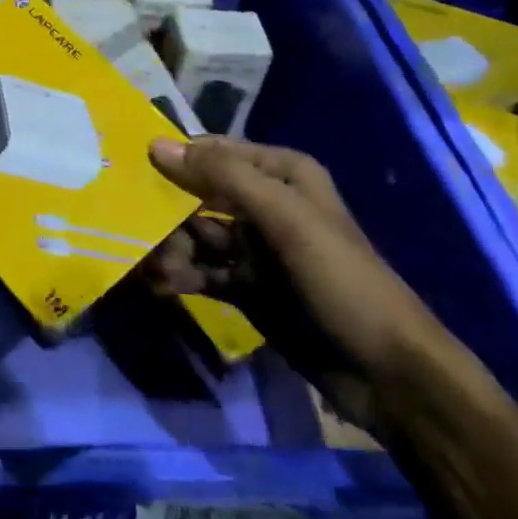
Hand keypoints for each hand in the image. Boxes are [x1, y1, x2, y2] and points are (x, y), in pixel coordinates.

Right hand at [147, 136, 456, 430]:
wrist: (387, 374)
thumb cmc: (341, 279)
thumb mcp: (286, 218)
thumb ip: (222, 176)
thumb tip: (156, 144)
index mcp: (281, 173)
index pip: (213, 151)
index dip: (174, 159)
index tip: (130, 171)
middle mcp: (264, 203)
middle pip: (198, 194)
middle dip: (167, 212)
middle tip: (139, 232)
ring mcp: (253, 247)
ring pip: (195, 235)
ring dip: (171, 248)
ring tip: (153, 268)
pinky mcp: (245, 286)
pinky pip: (202, 270)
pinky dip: (181, 276)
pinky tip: (160, 285)